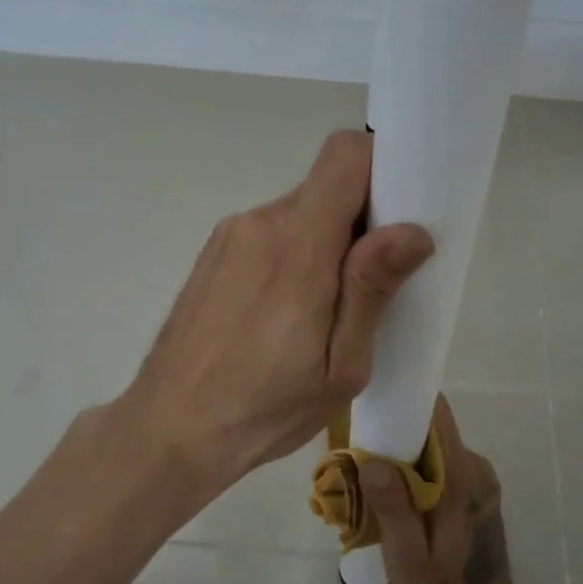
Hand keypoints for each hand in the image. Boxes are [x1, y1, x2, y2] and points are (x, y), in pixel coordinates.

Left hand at [119, 130, 433, 493]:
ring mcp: (232, 234)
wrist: (169, 428)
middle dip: (359, 221)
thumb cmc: (265, 406)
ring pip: (300, 212)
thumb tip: (412, 231)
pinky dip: (294, 254)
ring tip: (323, 311)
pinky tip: (284, 314)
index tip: (400, 212)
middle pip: (327, 187)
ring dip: (325, 243)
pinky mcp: (215, 252)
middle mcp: (261, 221)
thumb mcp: (340, 365)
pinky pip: (271, 232)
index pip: (345, 154)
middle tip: (371, 284)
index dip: (381, 167)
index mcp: (298, 243)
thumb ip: (372, 289)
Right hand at [360, 396, 524, 583]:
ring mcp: (478, 479)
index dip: (406, 403)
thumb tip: (372, 460)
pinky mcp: (475, 491)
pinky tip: (393, 500)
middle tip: (356, 458)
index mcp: (462, 478)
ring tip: (367, 482)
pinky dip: (416, 474)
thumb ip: (394, 508)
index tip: (372, 406)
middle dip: (394, 437)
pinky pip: (441, 466)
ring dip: (402, 458)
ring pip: (434, 449)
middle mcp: (475, 469)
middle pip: (431, 431)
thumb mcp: (408, 560)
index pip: (438, 416)